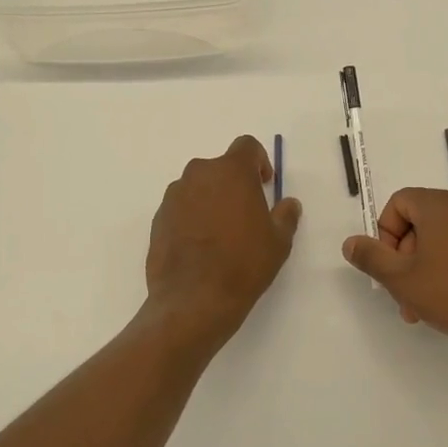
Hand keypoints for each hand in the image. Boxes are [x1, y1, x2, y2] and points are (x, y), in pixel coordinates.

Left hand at [143, 136, 301, 351]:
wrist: (194, 300)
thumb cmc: (243, 264)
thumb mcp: (278, 241)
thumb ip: (286, 215)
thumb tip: (289, 204)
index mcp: (231, 171)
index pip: (247, 146)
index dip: (259, 161)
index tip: (264, 184)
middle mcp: (199, 174)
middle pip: (220, 167)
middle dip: (234, 183)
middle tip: (245, 212)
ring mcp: (174, 196)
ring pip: (198, 187)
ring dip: (211, 199)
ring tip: (222, 233)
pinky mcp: (158, 218)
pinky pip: (181, 207)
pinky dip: (192, 217)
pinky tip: (201, 246)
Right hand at [342, 189, 447, 362]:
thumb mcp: (401, 278)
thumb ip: (371, 257)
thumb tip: (351, 242)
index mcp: (440, 205)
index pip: (399, 202)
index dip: (385, 233)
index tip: (388, 266)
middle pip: (419, 221)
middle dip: (403, 256)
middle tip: (400, 292)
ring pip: (439, 238)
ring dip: (422, 267)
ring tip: (418, 307)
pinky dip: (446, 267)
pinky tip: (444, 302)